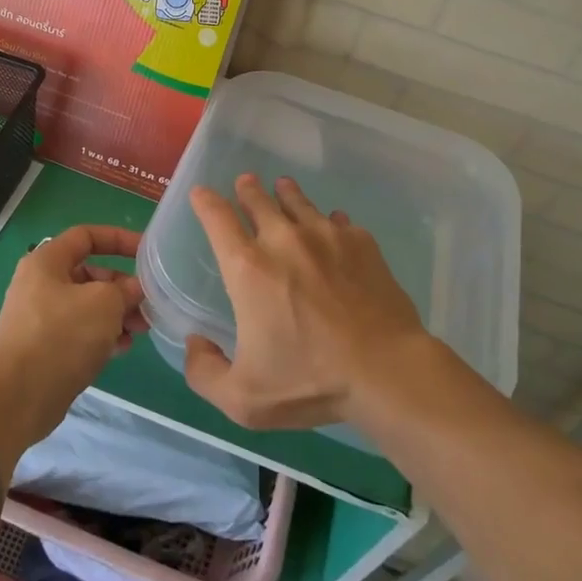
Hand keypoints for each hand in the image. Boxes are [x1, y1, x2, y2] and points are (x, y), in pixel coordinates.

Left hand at [0, 225, 145, 445]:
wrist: (16, 398)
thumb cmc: (61, 336)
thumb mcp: (103, 303)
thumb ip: (124, 289)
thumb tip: (134, 289)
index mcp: (47, 262)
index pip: (86, 236)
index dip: (119, 239)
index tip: (146, 252)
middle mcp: (40, 285)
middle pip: (89, 274)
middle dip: (122, 287)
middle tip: (146, 304)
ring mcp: (40, 318)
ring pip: (87, 306)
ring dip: (116, 314)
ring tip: (140, 330)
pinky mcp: (44, 348)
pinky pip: (79, 332)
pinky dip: (101, 336)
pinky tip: (121, 349)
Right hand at [184, 174, 430, 430]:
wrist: (386, 370)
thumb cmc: (310, 381)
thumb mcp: (243, 398)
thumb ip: (205, 372)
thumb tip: (195, 343)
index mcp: (248, 268)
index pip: (217, 219)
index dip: (205, 202)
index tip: (201, 193)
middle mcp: (283, 240)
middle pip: (259, 201)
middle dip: (248, 190)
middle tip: (246, 182)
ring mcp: (326, 236)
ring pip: (299, 203)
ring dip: (286, 194)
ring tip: (284, 186)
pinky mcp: (361, 243)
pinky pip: (338, 221)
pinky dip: (328, 220)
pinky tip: (332, 225)